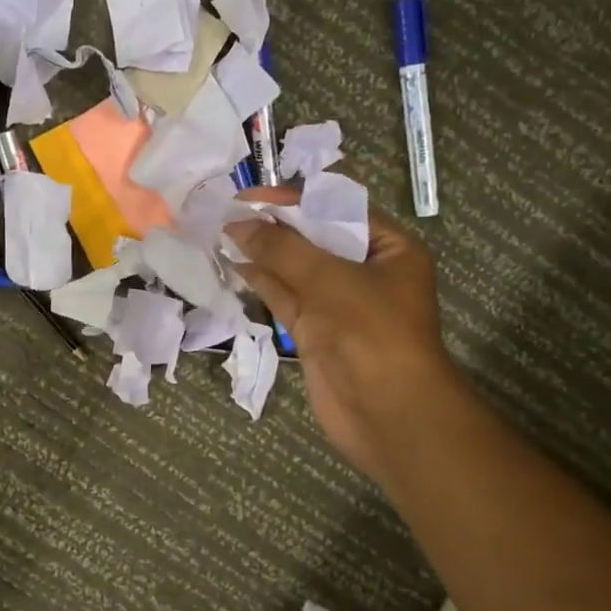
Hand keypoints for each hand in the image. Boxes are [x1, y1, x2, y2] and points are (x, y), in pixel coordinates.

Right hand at [229, 190, 470, 483]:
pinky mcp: (315, 331)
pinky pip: (285, 297)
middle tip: (228, 211)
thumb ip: (282, 249)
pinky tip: (234, 263)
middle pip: (313, 239)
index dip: (293, 201)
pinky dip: (261, 281)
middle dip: (274, 227)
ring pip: (294, 269)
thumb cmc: (371, 332)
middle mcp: (365, 272)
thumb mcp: (329, 280)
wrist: (388, 414)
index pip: (336, 211)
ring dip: (262, 253)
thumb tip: (237, 224)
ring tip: (221, 232)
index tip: (249, 196)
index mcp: (389, 249)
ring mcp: (338, 304)